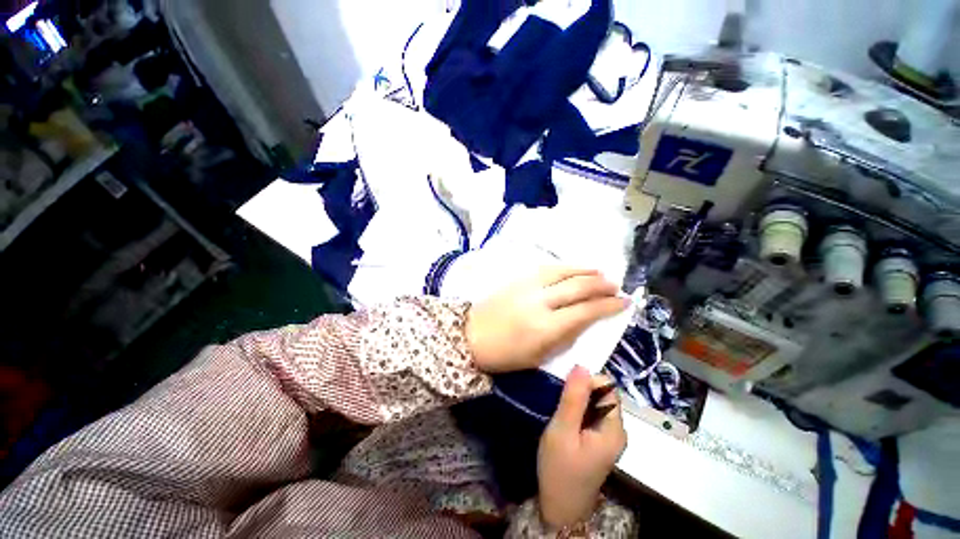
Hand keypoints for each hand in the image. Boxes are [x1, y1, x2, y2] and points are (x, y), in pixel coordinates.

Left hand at [465, 267, 628, 373]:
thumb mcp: (540, 355)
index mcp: (546, 327)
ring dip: (585, 271)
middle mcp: (540, 301)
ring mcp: (527, 286)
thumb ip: (566, 336)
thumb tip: (585, 319)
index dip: (608, 305)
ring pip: (563, 272)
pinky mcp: (518, 278)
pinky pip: (546, 268)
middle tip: (616, 286)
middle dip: (601, 285)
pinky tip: (574, 268)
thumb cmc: (506, 354)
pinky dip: (565, 267)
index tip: (624, 302)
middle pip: (578, 287)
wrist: (472, 335)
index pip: (586, 311)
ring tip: (600, 272)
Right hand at [537, 366, 626, 529]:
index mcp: (614, 429)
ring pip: (595, 403)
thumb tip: (582, 366)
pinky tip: (563, 415)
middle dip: (581, 390)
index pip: (608, 389)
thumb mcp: (562, 430)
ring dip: (578, 399)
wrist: (559, 507)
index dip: (588, 381)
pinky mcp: (597, 441)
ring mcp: (608, 437)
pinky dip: (577, 409)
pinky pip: (591, 414)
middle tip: (559, 395)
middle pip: (602, 395)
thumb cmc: (560, 470)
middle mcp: (616, 430)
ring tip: (559, 404)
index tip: (566, 386)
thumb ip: (573, 398)